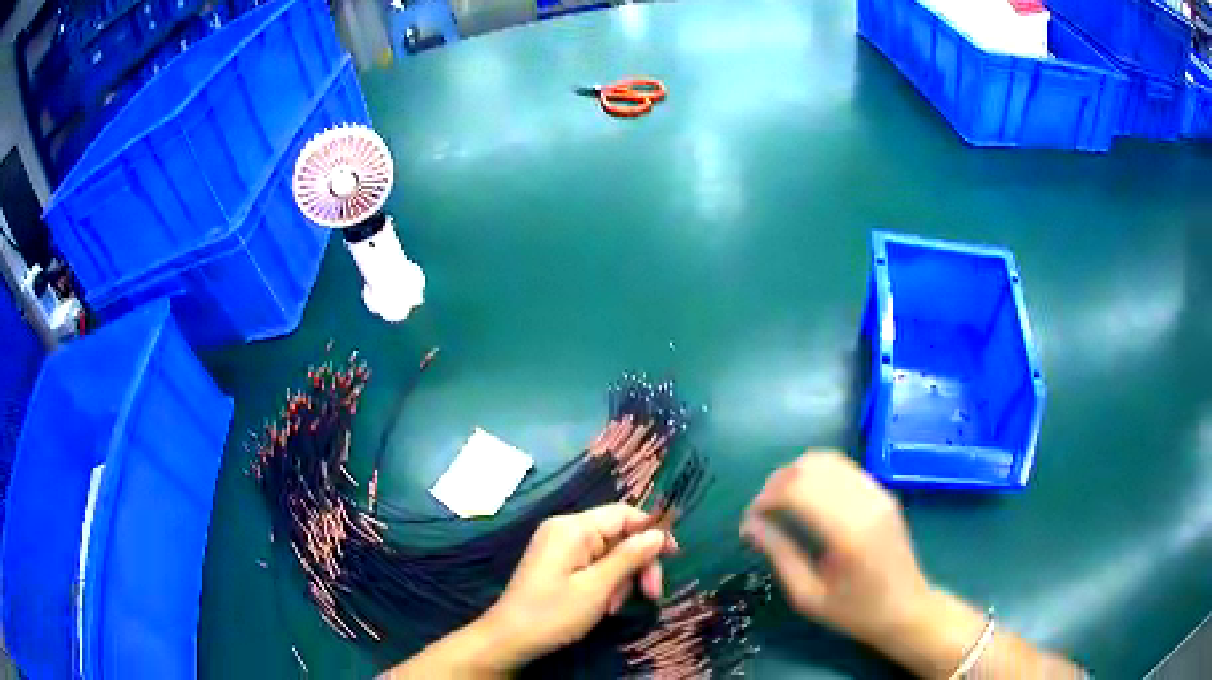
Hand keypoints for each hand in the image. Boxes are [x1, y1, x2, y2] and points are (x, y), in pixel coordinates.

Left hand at [481, 504, 677, 667]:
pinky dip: (605, 583)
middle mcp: (565, 529)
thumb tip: (659, 533)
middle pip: (618, 535)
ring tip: (614, 608)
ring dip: (621, 579)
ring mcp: (559, 547)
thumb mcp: (597, 588)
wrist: (509, 638)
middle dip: (637, 564)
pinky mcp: (557, 563)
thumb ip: (629, 557)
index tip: (673, 556)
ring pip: (609, 553)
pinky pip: (593, 564)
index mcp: (572, 528)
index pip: (624, 514)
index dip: (651, 531)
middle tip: (651, 594)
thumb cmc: (553, 613)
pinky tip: (603, 606)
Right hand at [740, 451, 933, 646]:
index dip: (766, 498)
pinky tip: (808, 498)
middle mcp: (865, 503)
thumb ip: (779, 554)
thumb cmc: (854, 611)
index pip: (798, 490)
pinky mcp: (883, 491)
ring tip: (782, 502)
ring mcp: (877, 493)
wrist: (906, 608)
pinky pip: (844, 467)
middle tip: (763, 511)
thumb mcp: (808, 595)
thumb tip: (749, 525)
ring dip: (797, 474)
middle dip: (777, 483)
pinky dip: (817, 474)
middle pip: (811, 468)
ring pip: (827, 460)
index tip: (751, 519)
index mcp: (847, 533)